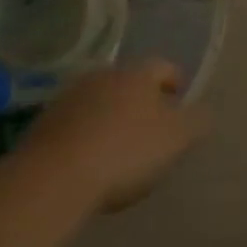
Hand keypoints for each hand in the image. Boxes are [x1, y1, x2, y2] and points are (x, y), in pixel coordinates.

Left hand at [16, 59, 209, 211]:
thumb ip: (196, 122)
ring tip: (117, 146)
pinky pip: (74, 124)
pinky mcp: (42, 125)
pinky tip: (88, 160)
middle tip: (151, 125)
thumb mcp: (176, 139)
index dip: (175, 82)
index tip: (180, 99)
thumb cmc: (125, 151)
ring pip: (99, 101)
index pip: (164, 67)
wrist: (52, 179)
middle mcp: (103, 76)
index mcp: (138, 74)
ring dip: (110, 116)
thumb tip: (204, 112)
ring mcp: (68, 99)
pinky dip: (84, 135)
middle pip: (129, 82)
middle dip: (141, 99)